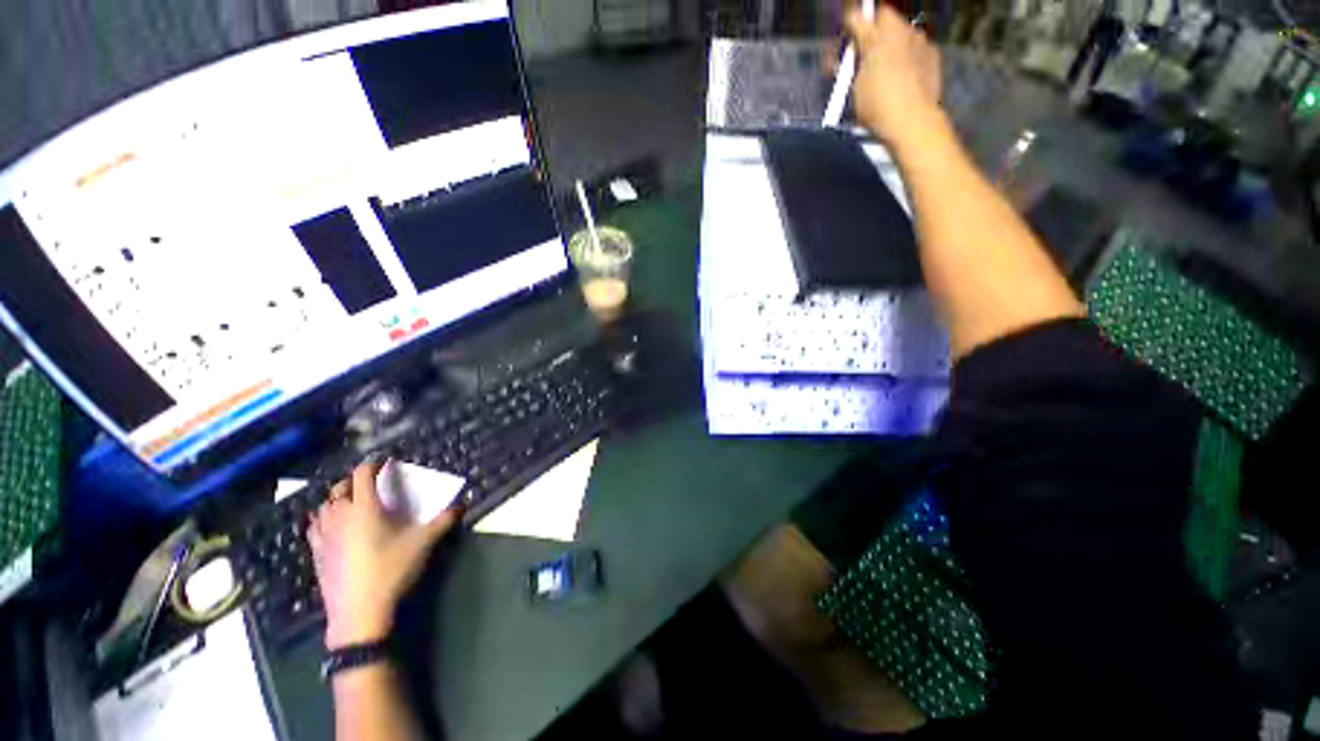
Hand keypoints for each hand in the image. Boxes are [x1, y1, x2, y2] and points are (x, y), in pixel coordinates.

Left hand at [308, 460, 460, 649]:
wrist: (359, 612)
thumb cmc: (391, 570)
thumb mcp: (423, 543)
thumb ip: (444, 520)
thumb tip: (462, 504)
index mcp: (364, 508)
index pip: (362, 475)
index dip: (372, 463)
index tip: (383, 460)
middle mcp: (340, 517)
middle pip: (339, 488)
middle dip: (353, 480)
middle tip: (369, 481)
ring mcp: (324, 536)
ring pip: (323, 507)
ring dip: (336, 498)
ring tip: (350, 501)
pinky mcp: (316, 555)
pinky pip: (315, 527)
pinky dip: (324, 519)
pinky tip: (332, 526)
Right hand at [846, 4, 944, 148]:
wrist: (912, 123)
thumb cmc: (878, 103)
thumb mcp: (855, 82)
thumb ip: (854, 55)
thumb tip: (852, 39)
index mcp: (883, 31)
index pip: (862, 15)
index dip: (851, 26)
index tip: (844, 41)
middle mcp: (905, 29)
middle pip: (883, 22)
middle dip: (870, 36)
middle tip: (857, 59)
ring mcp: (922, 42)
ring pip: (899, 36)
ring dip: (888, 48)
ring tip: (877, 73)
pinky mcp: (933, 58)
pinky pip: (914, 51)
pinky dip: (903, 60)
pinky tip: (896, 81)